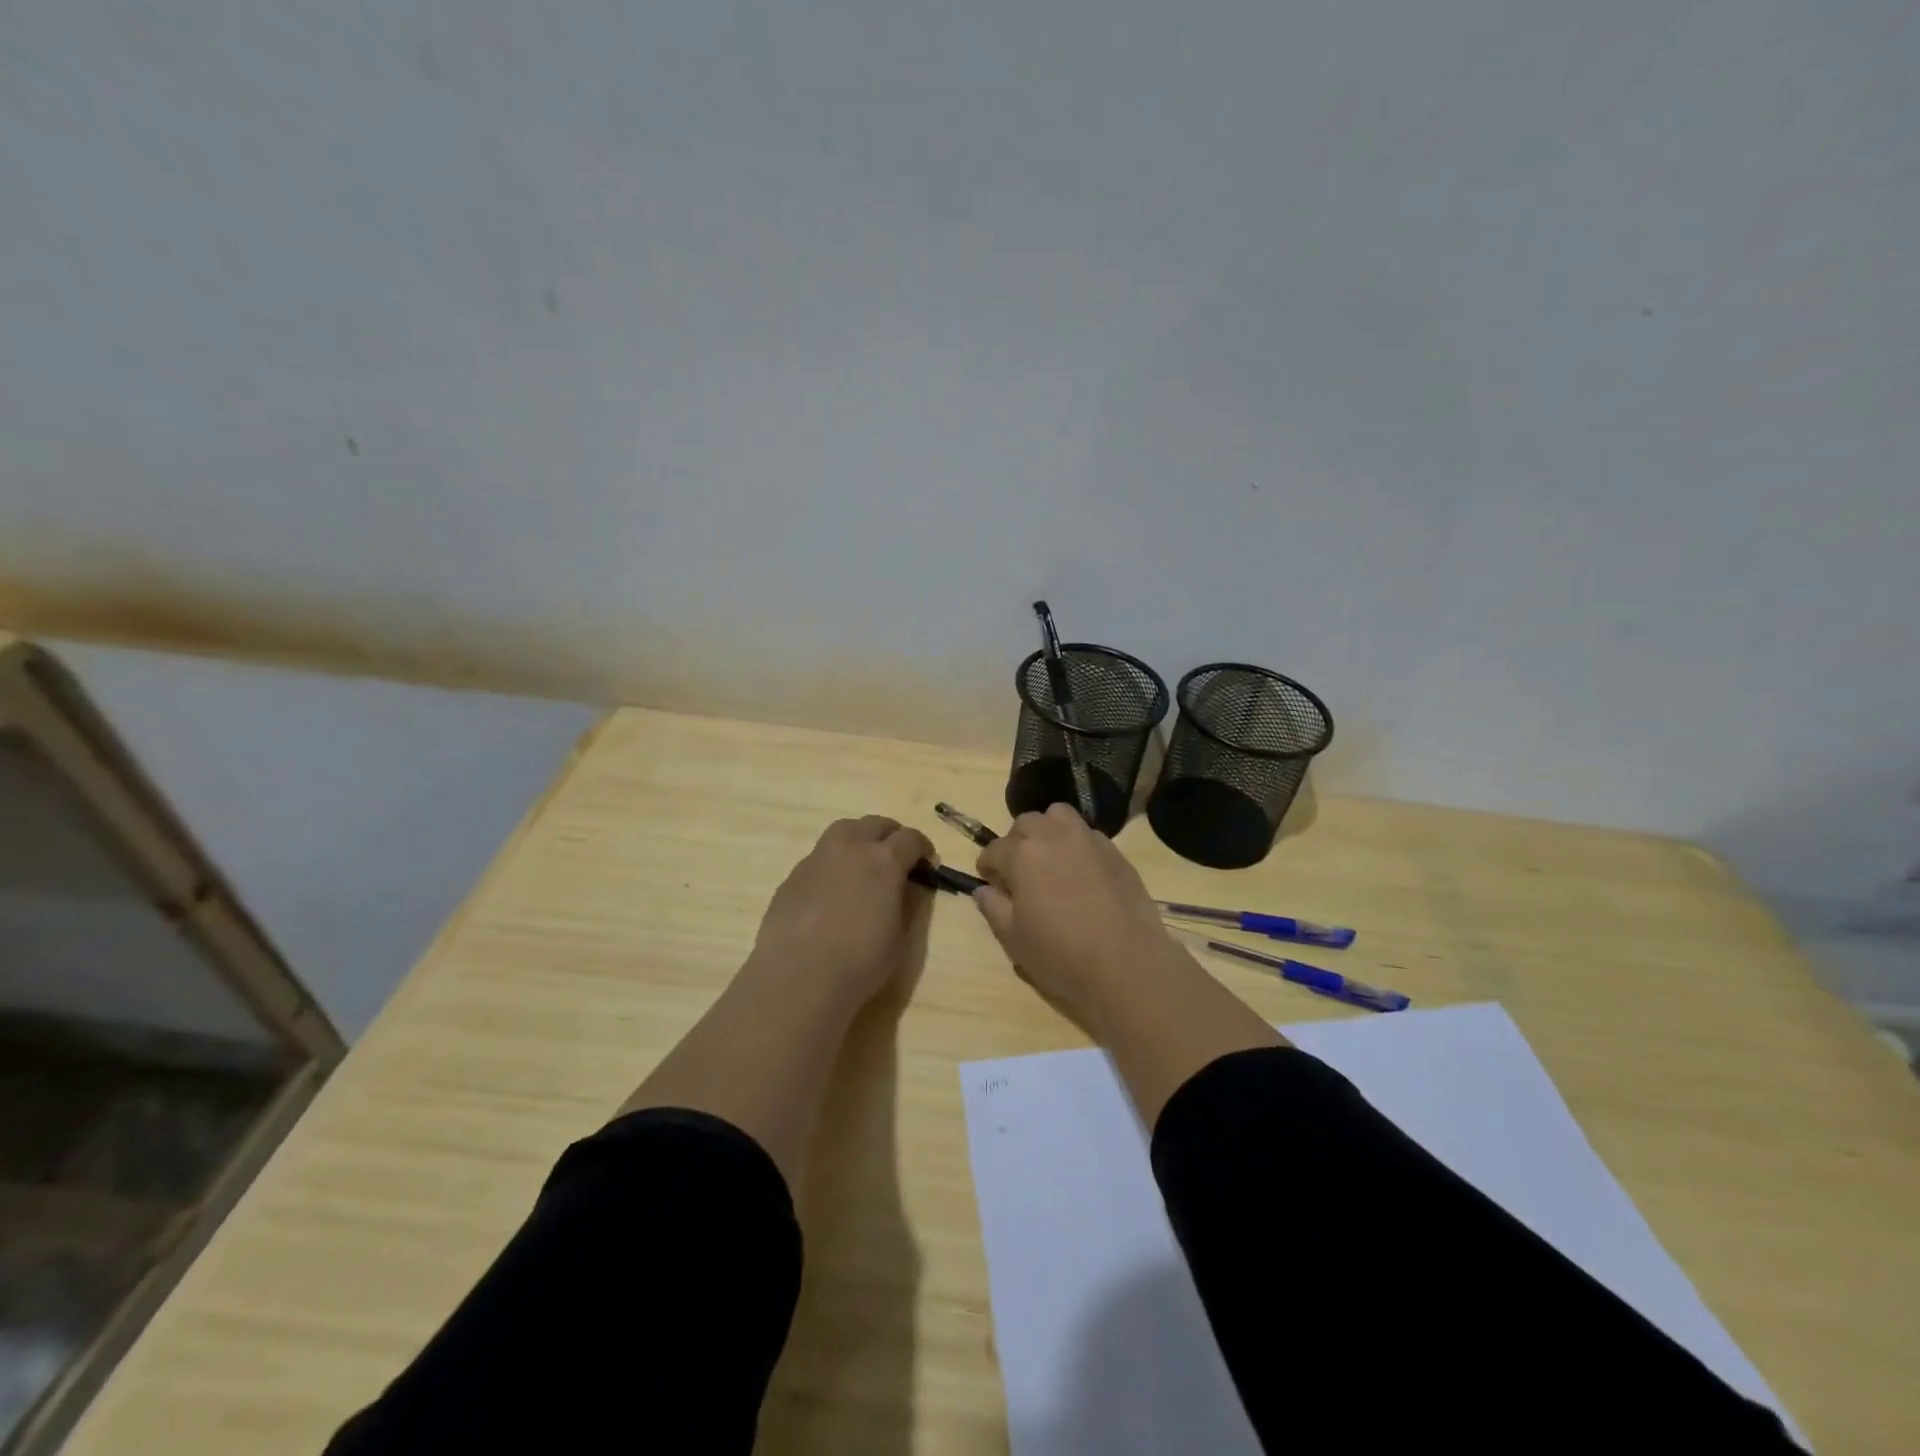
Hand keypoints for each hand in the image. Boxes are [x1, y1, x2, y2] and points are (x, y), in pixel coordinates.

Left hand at [748, 816, 935, 1009]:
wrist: (797, 978)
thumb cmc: (859, 962)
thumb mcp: (899, 938)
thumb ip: (906, 904)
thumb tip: (907, 887)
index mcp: (884, 861)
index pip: (911, 838)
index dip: (922, 848)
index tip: (925, 863)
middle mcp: (850, 848)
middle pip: (875, 824)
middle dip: (891, 836)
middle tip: (896, 857)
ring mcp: (817, 858)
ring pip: (843, 830)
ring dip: (859, 839)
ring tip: (863, 863)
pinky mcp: (793, 875)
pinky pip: (819, 856)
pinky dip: (833, 863)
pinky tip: (832, 891)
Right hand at [973, 804, 1182, 1029]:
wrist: (1126, 964)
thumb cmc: (1060, 954)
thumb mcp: (1013, 938)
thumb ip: (993, 908)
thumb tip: (985, 889)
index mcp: (1022, 853)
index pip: (994, 850)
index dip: (988, 867)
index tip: (991, 883)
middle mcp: (1054, 835)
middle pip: (1026, 823)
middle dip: (1017, 842)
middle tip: (1020, 872)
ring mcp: (1088, 840)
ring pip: (1059, 817)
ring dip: (1048, 832)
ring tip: (1050, 861)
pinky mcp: (1116, 852)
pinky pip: (1088, 835)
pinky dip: (1076, 845)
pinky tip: (1081, 874)